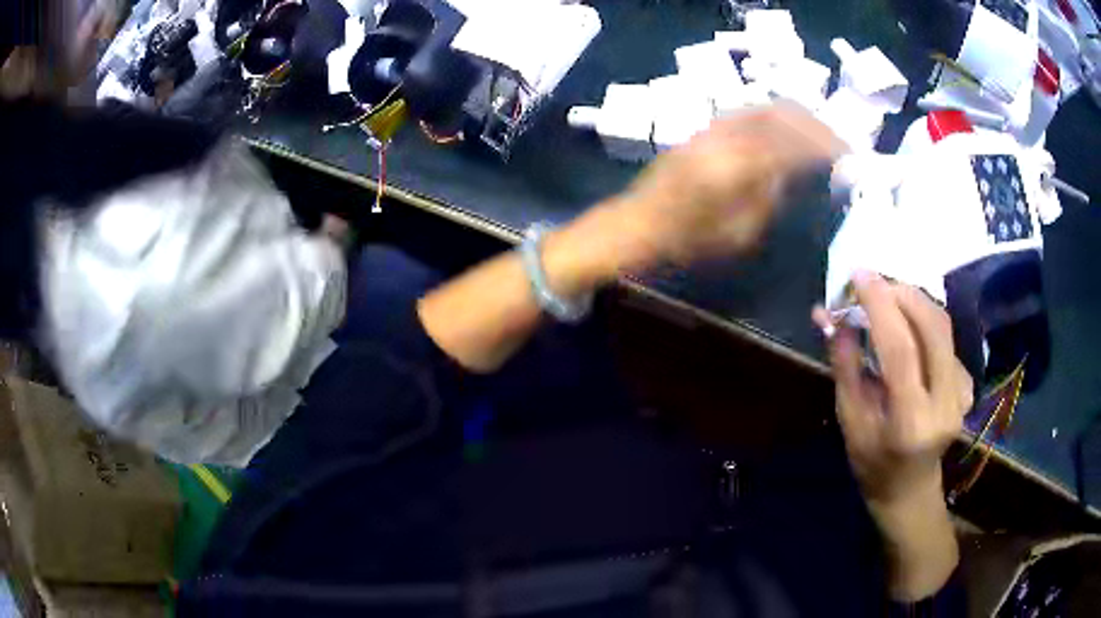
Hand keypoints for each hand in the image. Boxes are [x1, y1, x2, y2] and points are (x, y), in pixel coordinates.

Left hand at [605, 104, 842, 269]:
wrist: (638, 224)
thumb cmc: (688, 240)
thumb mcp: (740, 232)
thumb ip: (773, 197)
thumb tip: (798, 174)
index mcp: (741, 166)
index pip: (796, 144)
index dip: (827, 146)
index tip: (849, 155)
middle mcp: (729, 136)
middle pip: (783, 116)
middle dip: (816, 126)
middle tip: (837, 142)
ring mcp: (713, 128)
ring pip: (765, 109)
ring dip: (796, 117)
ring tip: (817, 135)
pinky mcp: (703, 129)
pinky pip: (746, 113)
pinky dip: (773, 117)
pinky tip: (784, 131)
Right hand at [813, 272, 972, 599]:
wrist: (909, 490)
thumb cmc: (872, 464)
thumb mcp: (850, 421)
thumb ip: (845, 365)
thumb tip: (831, 315)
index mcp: (911, 421)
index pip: (901, 350)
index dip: (881, 306)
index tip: (859, 275)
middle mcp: (945, 403)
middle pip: (932, 327)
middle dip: (901, 293)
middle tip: (872, 282)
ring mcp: (962, 392)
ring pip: (943, 325)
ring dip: (913, 300)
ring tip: (886, 295)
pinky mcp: (967, 383)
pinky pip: (946, 336)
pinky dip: (923, 318)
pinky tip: (906, 325)